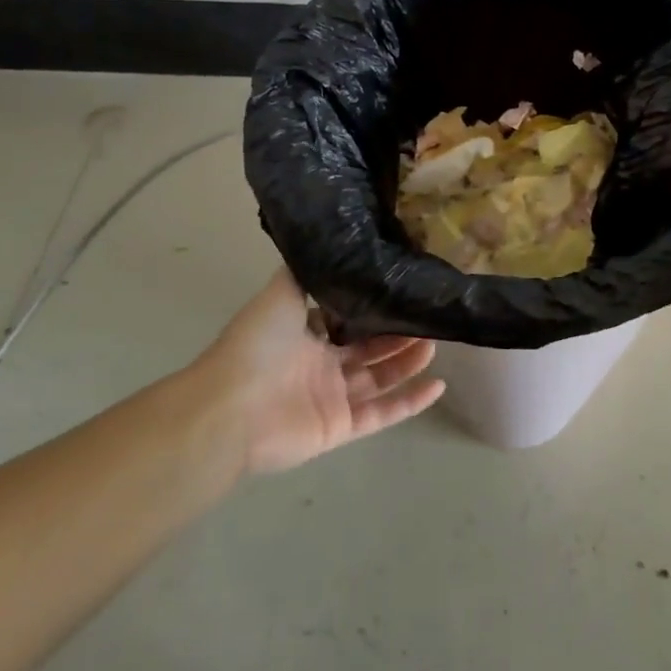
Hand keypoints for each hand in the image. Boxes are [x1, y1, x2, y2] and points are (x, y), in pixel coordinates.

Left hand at [205, 268, 444, 473]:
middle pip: (368, 347)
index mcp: (305, 333)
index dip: (372, 305)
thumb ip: (308, 273)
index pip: (346, 318)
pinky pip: (382, 414)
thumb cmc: (257, 344)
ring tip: (436, 341)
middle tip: (428, 314)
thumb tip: (332, 243)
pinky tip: (438, 386)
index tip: (402, 287)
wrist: (232, 407)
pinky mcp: (340, 427)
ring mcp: (332, 397)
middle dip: (397, 332)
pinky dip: (409, 402)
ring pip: (379, 377)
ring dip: (407, 361)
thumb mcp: (282, 292)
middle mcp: (320, 364)